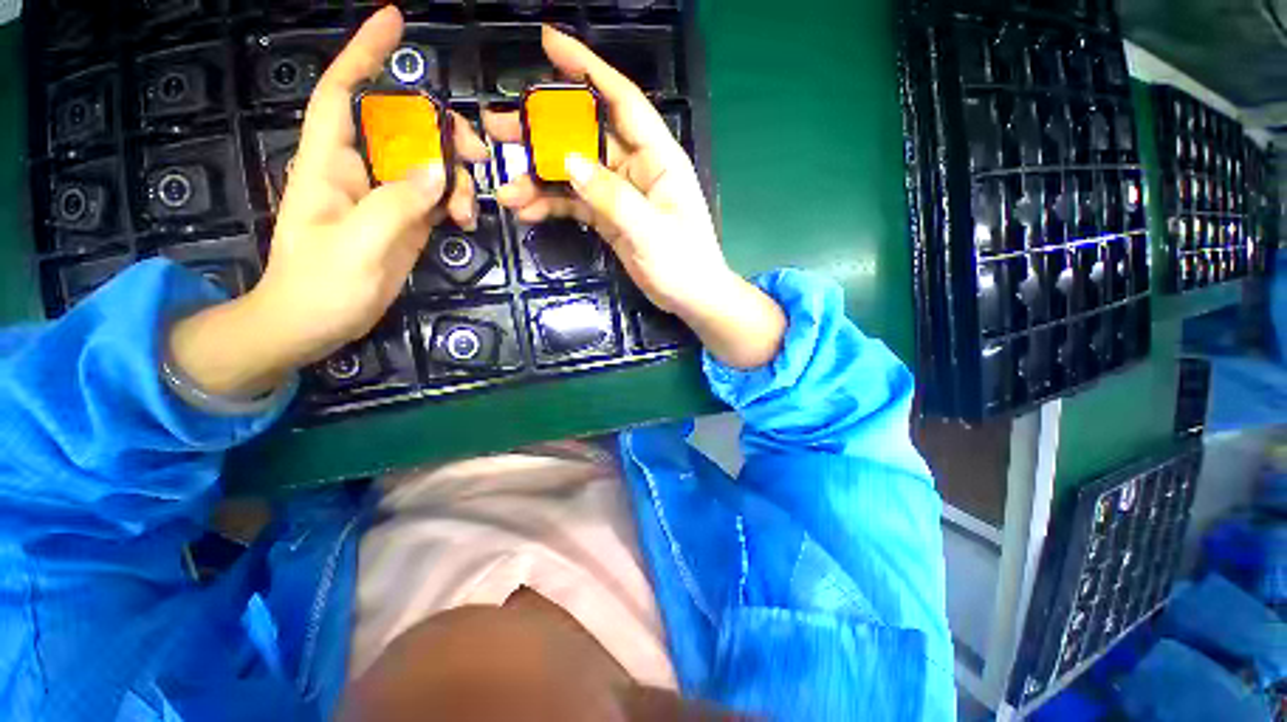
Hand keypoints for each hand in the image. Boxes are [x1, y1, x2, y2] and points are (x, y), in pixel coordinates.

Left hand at [169, 6, 488, 397]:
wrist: (315, 324)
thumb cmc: (321, 285)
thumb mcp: (360, 244)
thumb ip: (398, 203)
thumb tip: (439, 169)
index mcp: (330, 164)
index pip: (343, 94)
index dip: (364, 55)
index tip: (394, 23)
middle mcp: (358, 170)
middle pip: (403, 129)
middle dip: (440, 133)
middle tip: (476, 157)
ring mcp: (385, 197)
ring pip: (427, 165)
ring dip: (455, 180)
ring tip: (468, 214)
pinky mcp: (404, 221)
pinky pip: (435, 197)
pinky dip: (455, 203)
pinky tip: (465, 222)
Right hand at [485, 27, 784, 367]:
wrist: (690, 298)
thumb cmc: (683, 263)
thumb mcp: (651, 230)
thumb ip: (612, 196)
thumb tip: (568, 162)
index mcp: (657, 157)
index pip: (621, 100)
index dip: (587, 69)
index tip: (548, 43)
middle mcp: (636, 167)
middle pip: (585, 135)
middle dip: (543, 131)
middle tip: (498, 128)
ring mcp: (620, 194)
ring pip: (574, 172)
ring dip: (540, 178)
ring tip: (506, 188)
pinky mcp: (609, 217)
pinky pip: (575, 203)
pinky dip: (552, 205)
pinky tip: (528, 212)